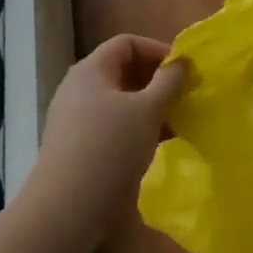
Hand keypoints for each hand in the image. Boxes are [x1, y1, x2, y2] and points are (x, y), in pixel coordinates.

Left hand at [29, 35, 187, 249]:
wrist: (67, 209)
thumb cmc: (110, 147)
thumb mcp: (148, 110)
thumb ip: (169, 82)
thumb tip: (182, 62)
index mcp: (91, 70)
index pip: (126, 43)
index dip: (157, 50)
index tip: (183, 70)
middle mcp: (79, 89)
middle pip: (123, 71)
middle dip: (157, 81)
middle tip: (185, 96)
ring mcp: (76, 119)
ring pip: (120, 102)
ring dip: (150, 108)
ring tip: (178, 122)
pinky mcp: (79, 147)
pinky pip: (114, 126)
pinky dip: (137, 129)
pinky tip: (159, 145)